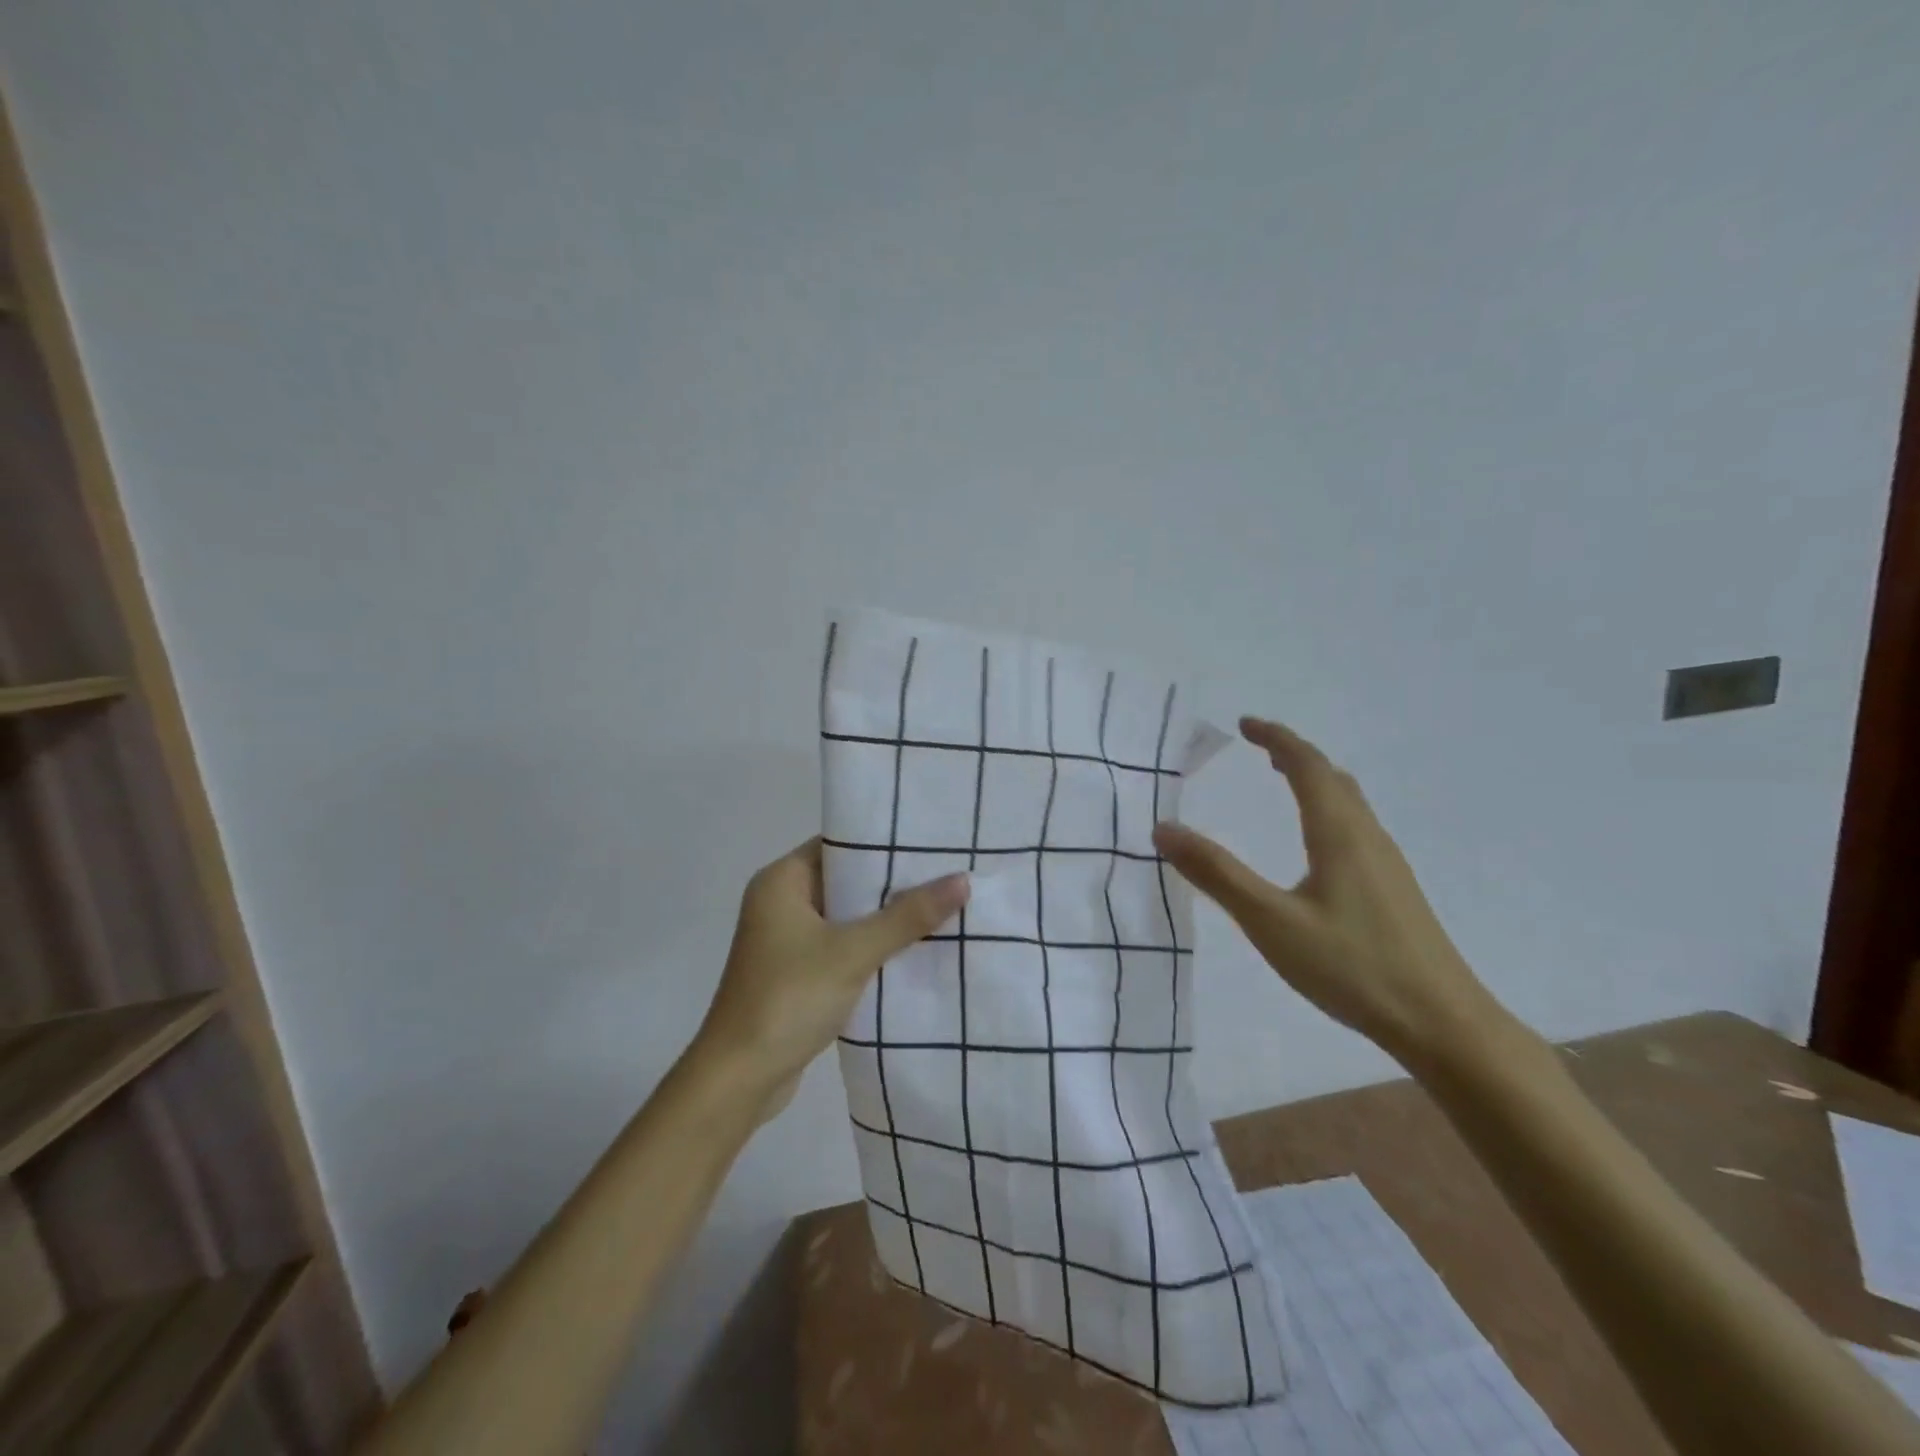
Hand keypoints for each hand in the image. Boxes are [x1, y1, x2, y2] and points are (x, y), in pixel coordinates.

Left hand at [693, 838, 968, 1120]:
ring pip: (847, 916)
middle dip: (893, 882)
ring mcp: (787, 939)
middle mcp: (781, 902)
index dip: (884, 841)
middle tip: (948, 872)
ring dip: (886, 917)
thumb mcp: (853, 952)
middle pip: (846, 879)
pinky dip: (873, 946)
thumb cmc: (789, 998)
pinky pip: (843, 945)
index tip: (931, 840)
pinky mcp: (797, 972)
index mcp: (781, 881)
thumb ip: (908, 916)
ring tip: (943, 906)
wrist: (739, 1078)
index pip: (840, 844)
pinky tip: (915, 948)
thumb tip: (962, 880)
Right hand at [1152, 718, 1503, 1070]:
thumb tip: (1164, 828)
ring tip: (1284, 781)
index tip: (1245, 724)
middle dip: (1295, 754)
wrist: (1442, 1023)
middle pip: (1333, 778)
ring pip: (1350, 803)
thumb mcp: (1270, 921)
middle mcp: (1367, 838)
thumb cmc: (1352, 967)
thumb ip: (1217, 874)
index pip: (1308, 766)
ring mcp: (1387, 865)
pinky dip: (1328, 809)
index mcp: (1339, 834)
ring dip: (1315, 781)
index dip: (1276, 739)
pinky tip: (1317, 843)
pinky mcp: (1394, 890)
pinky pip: (1356, 827)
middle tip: (1259, 749)